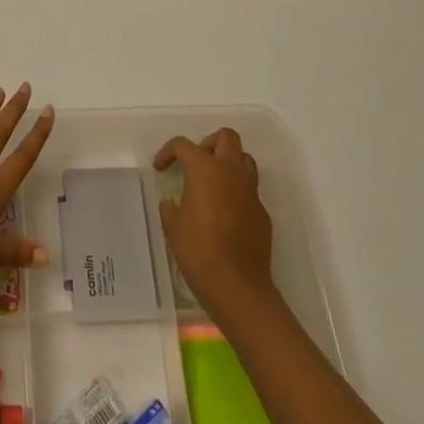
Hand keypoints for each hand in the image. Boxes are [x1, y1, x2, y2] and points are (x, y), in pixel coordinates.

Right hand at [154, 128, 275, 319]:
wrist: (237, 286)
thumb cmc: (198, 250)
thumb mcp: (173, 226)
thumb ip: (171, 207)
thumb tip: (173, 203)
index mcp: (205, 169)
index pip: (184, 145)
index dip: (168, 152)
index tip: (161, 168)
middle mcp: (231, 172)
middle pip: (226, 137)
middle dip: (209, 143)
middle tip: (196, 161)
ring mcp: (251, 192)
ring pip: (244, 159)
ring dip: (229, 163)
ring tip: (213, 182)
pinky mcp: (262, 213)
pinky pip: (250, 190)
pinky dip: (237, 192)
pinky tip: (226, 214)